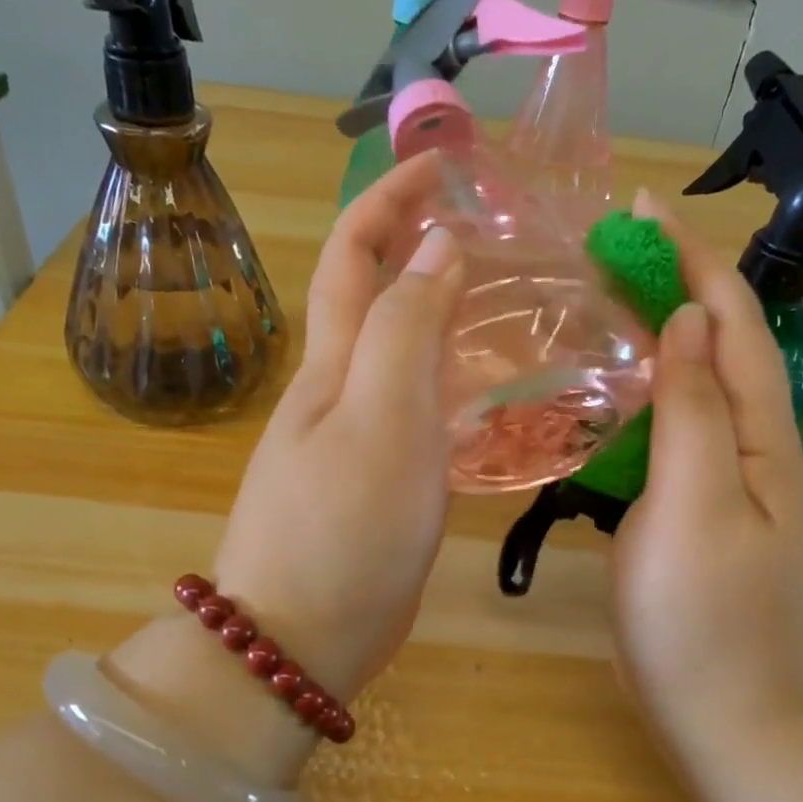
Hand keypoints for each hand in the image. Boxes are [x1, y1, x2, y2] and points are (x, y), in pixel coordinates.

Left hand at [210, 154, 462, 701]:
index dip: (392, 198)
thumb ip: (408, 329)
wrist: (301, 636)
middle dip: (415, 239)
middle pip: (373, 291)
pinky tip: (487, 386)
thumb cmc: (344, 525)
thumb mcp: (382, 418)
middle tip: (486, 223)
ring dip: (437, 304)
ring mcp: (356, 432)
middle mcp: (339, 385)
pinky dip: (449, 373)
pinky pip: (416, 402)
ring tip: (500, 292)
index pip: (355, 251)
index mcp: (334, 360)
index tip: (446, 165)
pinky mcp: (378, 475)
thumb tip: (435, 247)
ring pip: (397, 347)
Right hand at [612, 192, 802, 758]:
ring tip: (605, 302)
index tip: (643, 211)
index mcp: (763, 437)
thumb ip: (696, 411)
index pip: (733, 325)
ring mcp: (726, 482)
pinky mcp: (696, 512)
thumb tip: (689, 322)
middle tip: (612, 251)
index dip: (692, 262)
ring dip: (659, 335)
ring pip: (696, 387)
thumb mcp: (695, 506)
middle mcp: (754, 448)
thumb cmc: (706, 617)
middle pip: (719, 348)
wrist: (731, 718)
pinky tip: (610, 392)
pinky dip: (645, 393)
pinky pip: (675, 431)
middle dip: (674, 286)